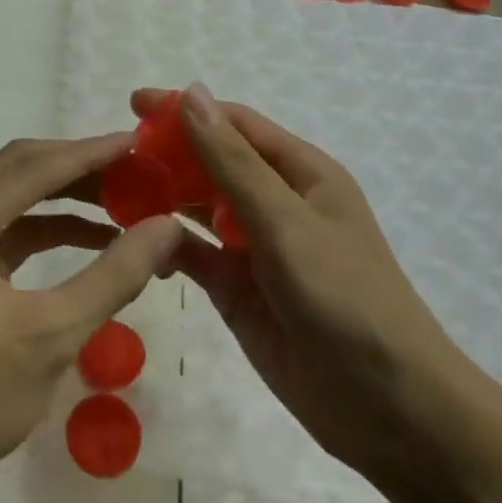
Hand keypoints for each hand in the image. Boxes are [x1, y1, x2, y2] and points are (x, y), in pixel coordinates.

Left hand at [0, 133, 183, 502]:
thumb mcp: (54, 335)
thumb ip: (114, 273)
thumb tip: (168, 226)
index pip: (32, 166)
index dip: (90, 152)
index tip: (141, 144)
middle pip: (18, 168)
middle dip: (79, 166)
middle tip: (138, 167)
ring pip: (12, 194)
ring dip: (65, 194)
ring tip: (125, 197)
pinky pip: (4, 226)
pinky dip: (46, 225)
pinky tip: (93, 235)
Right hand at [139, 84, 463, 480]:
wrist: (388, 409)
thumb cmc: (345, 298)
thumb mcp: (285, 222)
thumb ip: (232, 161)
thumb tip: (191, 94)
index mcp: (300, 173)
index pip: (233, 124)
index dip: (185, 110)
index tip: (133, 105)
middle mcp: (275, 201)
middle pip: (210, 161)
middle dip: (166, 154)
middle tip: (113, 158)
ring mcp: (253, 245)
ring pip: (196, 205)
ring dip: (160, 196)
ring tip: (113, 194)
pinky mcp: (235, 287)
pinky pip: (191, 252)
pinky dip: (164, 244)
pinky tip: (135, 243)